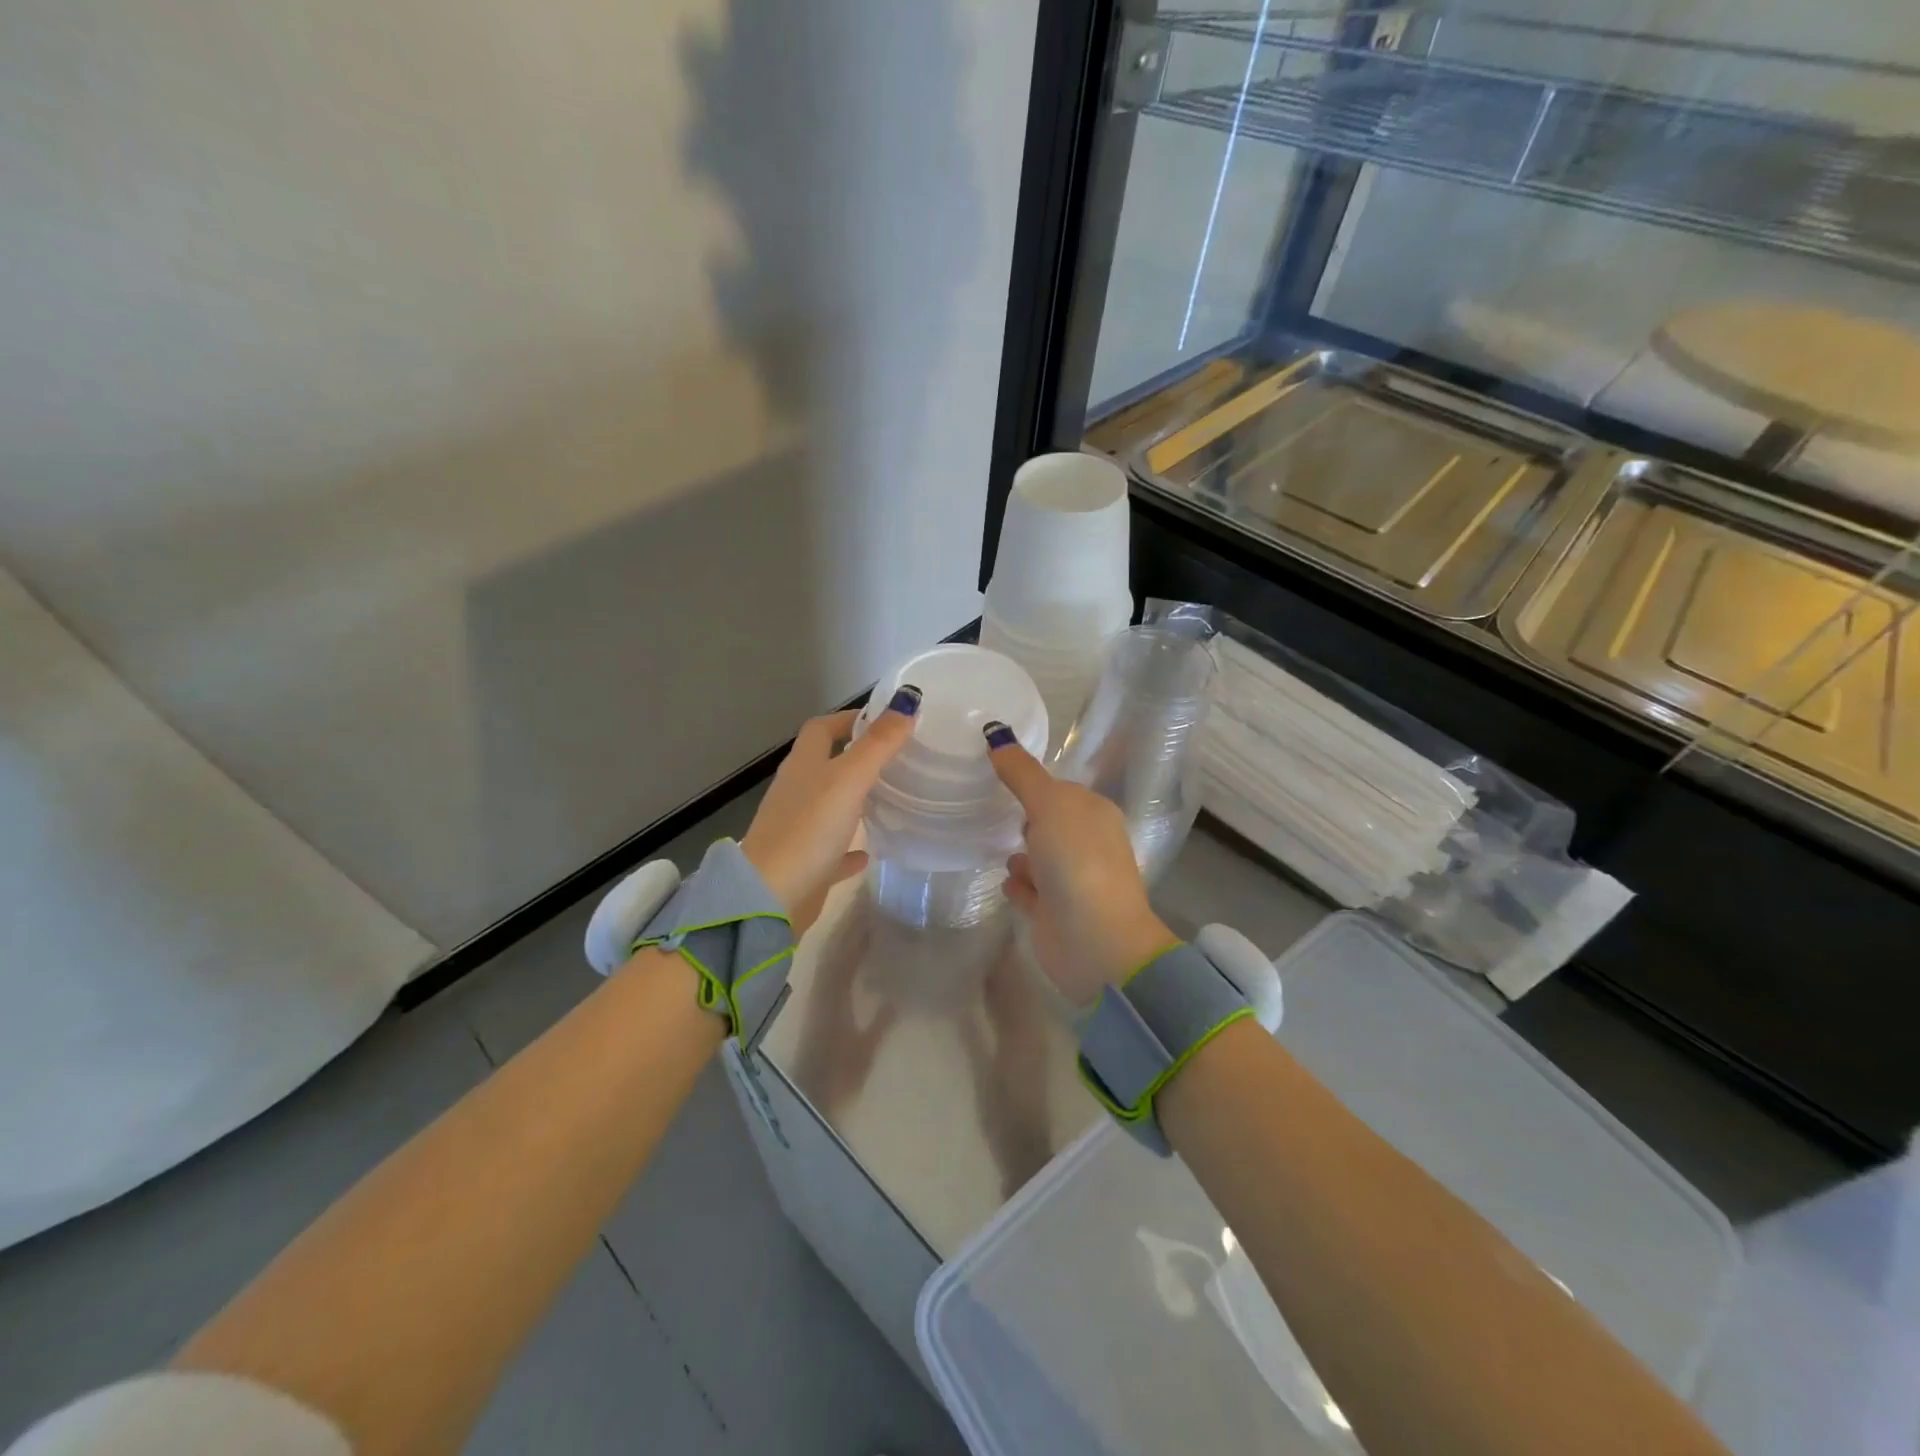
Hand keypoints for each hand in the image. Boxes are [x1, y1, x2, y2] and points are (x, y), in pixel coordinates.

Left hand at [740, 691, 919, 928]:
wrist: (770, 896)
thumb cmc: (809, 829)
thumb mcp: (849, 779)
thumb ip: (879, 743)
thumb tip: (907, 700)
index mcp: (803, 765)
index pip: (822, 728)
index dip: (849, 718)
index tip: (886, 719)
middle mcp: (797, 791)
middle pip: (825, 764)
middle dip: (856, 755)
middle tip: (896, 755)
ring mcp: (798, 828)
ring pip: (829, 804)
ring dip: (854, 798)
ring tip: (890, 796)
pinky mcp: (805, 863)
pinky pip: (832, 848)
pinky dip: (850, 846)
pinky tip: (871, 851)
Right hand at [983, 725, 1177, 1006]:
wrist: (1095, 941)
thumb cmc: (1078, 862)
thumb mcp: (1050, 804)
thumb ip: (1022, 773)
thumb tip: (995, 734)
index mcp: (1093, 813)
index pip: (1059, 788)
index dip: (1031, 781)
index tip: (994, 772)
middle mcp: (1085, 844)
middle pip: (1049, 823)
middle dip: (1024, 816)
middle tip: (986, 805)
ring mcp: (1070, 880)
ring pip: (1038, 857)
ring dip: (1020, 852)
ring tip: (991, 842)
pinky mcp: (1053, 912)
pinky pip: (1030, 890)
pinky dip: (1018, 884)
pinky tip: (1004, 881)